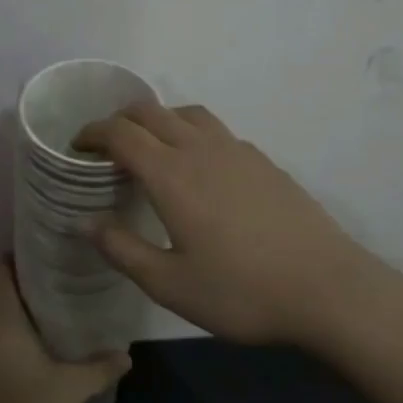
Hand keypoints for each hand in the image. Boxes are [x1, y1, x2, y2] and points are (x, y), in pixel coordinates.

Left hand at [0, 261, 130, 402]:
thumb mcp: (70, 389)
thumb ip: (100, 368)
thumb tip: (127, 355)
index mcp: (1, 315)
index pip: (2, 269)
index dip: (19, 256)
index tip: (45, 253)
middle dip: (20, 282)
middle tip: (54, 281)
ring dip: (10, 308)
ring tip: (44, 310)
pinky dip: (0, 330)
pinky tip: (24, 343)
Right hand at [75, 102, 380, 345]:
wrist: (326, 287)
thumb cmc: (240, 291)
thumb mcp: (169, 284)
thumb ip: (121, 248)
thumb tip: (84, 220)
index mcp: (171, 174)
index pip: (121, 133)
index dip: (92, 133)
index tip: (76, 146)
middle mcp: (201, 148)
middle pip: (151, 111)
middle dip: (120, 120)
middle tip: (105, 146)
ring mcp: (237, 150)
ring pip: (187, 113)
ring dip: (159, 119)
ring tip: (151, 147)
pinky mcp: (263, 161)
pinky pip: (216, 130)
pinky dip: (192, 133)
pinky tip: (200, 167)